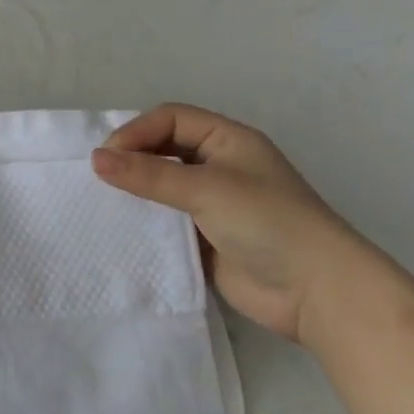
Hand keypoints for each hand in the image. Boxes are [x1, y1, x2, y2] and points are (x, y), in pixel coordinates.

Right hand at [91, 103, 376, 343]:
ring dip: (136, 192)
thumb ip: (148, 174)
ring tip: (103, 202)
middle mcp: (219, 166)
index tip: (107, 156)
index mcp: (227, 140)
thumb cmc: (268, 223)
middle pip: (163, 149)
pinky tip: (123, 230)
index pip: (170, 118)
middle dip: (132, 158)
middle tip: (100, 177)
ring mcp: (213, 204)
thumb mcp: (206, 189)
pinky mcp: (206, 238)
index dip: (137, 130)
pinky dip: (145, 223)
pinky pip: (166, 222)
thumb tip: (95, 159)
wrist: (319, 295)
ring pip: (162, 186)